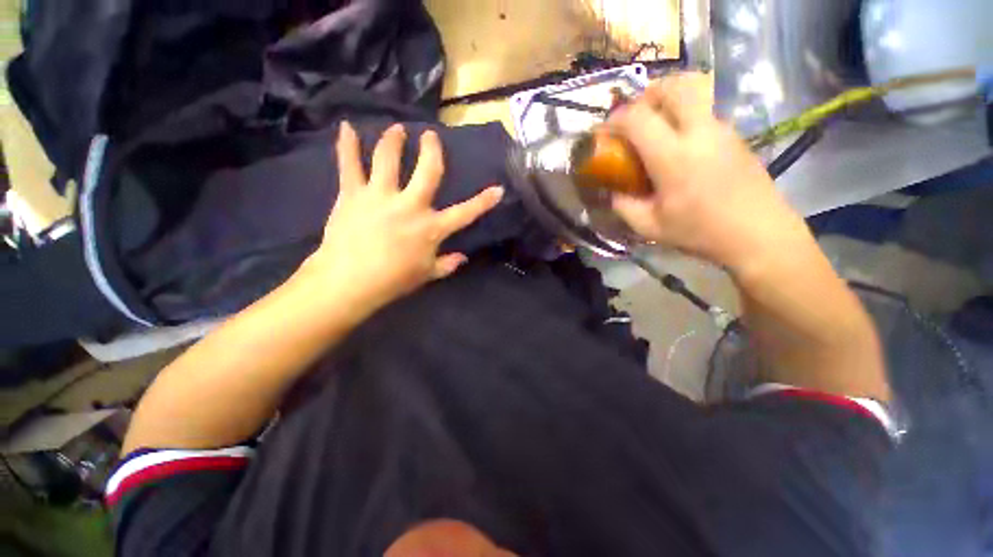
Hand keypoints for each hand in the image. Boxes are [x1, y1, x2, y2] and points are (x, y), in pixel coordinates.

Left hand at [295, 122, 503, 311]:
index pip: (465, 213)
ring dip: (393, 140)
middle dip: (432, 150)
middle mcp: (410, 205)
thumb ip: (447, 265)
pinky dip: (347, 145)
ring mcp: (380, 196)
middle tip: (430, 136)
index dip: (484, 202)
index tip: (497, 189)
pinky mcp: (353, 194)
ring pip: (388, 158)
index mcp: (431, 228)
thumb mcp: (426, 275)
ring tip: (396, 129)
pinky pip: (349, 165)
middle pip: (427, 170)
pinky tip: (347, 127)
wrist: (349, 282)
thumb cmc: (393, 281)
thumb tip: (463, 258)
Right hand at [609, 73, 806, 272]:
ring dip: (667, 102)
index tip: (605, 133)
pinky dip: (684, 116)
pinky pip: (704, 112)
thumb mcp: (649, 227)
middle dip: (647, 94)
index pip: (638, 118)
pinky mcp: (734, 135)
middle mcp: (699, 132)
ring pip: (693, 93)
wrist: (758, 234)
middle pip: (673, 86)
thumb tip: (611, 192)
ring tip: (655, 129)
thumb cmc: (700, 232)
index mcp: (673, 156)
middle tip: (634, 117)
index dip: (615, 119)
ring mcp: (721, 129)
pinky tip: (680, 146)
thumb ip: (623, 206)